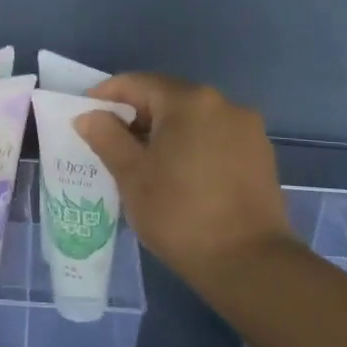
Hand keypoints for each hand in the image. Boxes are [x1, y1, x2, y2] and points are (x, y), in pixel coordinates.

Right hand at [74, 73, 294, 285]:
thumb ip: (106, 137)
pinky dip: (190, 146)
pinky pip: (214, 137)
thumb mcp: (131, 175)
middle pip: (168, 97)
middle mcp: (223, 103)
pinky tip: (178, 174)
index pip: (138, 83)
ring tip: (142, 162)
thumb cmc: (180, 214)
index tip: (86, 117)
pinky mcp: (260, 155)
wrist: (249, 263)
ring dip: (164, 132)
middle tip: (110, 142)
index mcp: (189, 101)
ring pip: (193, 118)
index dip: (107, 96)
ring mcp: (247, 129)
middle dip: (136, 115)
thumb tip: (88, 116)